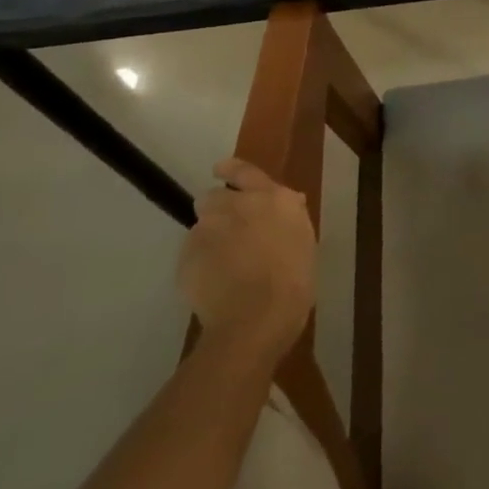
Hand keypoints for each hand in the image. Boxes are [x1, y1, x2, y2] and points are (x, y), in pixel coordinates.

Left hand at [177, 160, 316, 355]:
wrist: (257, 318)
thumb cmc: (294, 278)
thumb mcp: (303, 237)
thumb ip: (289, 214)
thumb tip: (285, 203)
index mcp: (271, 197)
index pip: (243, 170)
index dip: (230, 170)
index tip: (221, 171)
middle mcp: (235, 205)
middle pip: (212, 198)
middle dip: (219, 211)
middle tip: (231, 234)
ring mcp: (206, 230)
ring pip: (201, 227)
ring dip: (210, 238)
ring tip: (224, 265)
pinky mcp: (186, 257)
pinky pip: (192, 254)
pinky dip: (200, 264)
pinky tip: (215, 284)